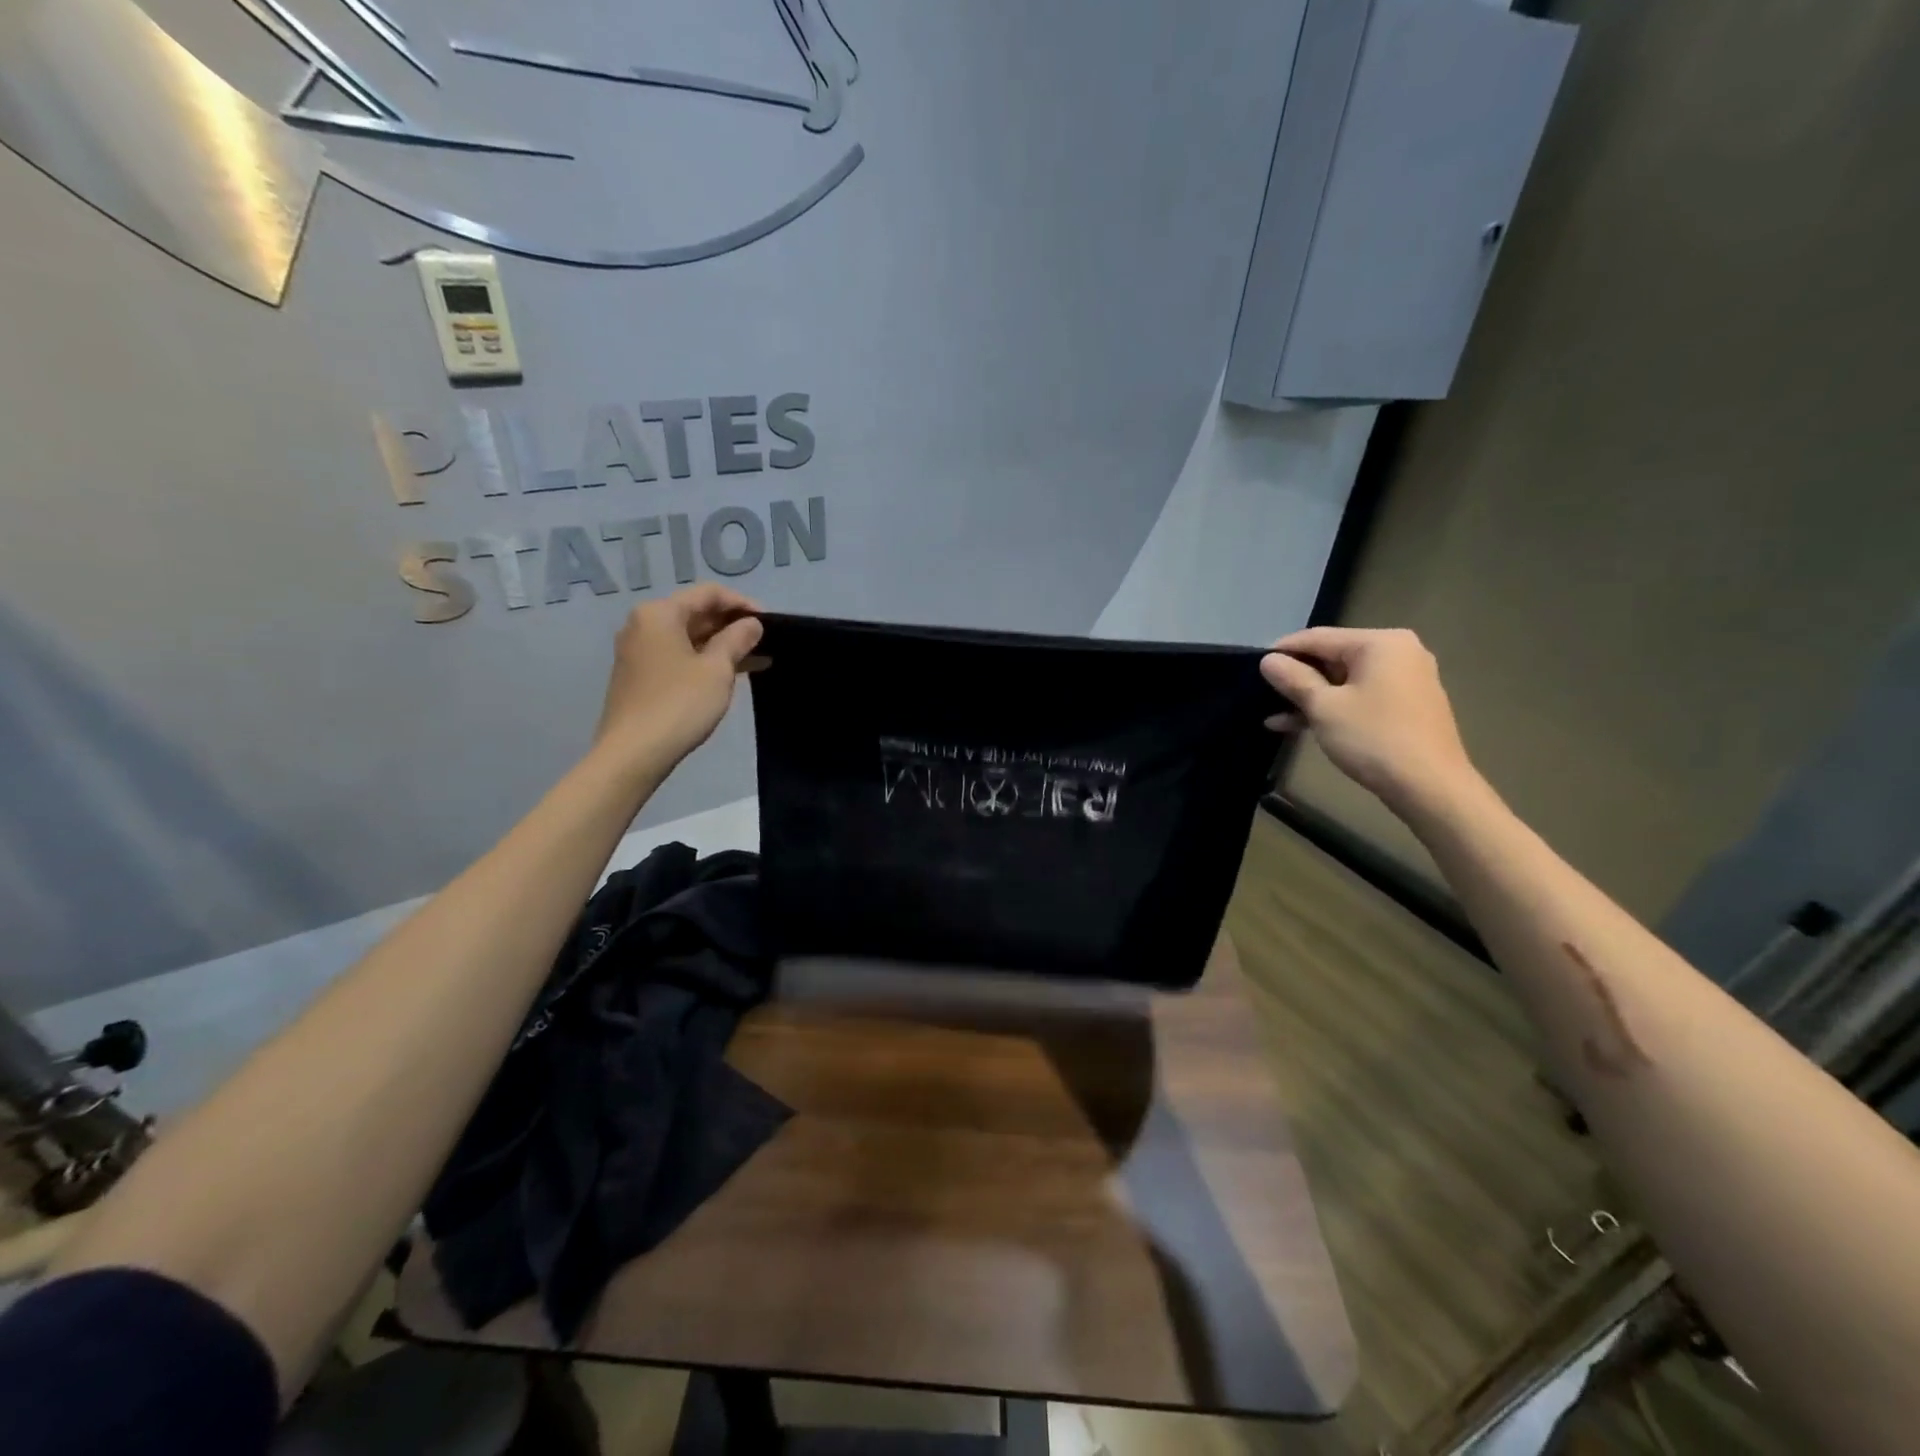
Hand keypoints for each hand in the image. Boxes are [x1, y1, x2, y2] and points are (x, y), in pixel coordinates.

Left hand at [595, 585, 763, 770]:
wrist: (633, 753)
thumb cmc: (679, 704)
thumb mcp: (717, 670)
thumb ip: (737, 640)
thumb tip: (751, 624)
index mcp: (660, 614)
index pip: (709, 594)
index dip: (743, 603)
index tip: (771, 623)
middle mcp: (643, 625)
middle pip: (696, 613)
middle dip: (733, 625)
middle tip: (766, 642)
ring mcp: (638, 652)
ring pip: (689, 638)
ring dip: (723, 645)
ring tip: (759, 660)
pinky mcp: (640, 676)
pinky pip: (679, 656)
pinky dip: (705, 660)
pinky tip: (732, 675)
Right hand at [1260, 627, 1480, 818]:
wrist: (1430, 787)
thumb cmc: (1373, 738)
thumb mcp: (1323, 707)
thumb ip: (1293, 679)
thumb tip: (1268, 660)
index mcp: (1380, 643)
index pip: (1318, 638)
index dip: (1282, 651)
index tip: (1253, 667)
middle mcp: (1398, 652)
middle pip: (1333, 657)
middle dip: (1297, 678)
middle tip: (1263, 694)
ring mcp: (1406, 679)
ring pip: (1344, 681)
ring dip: (1310, 698)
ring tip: (1274, 717)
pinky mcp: (1407, 705)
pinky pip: (1361, 696)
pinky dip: (1333, 707)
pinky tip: (1301, 725)